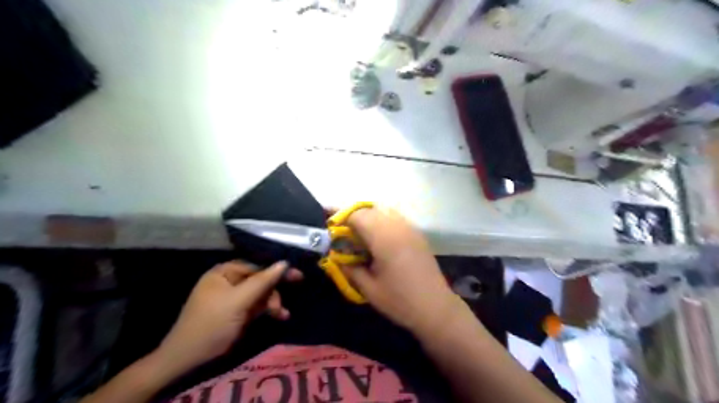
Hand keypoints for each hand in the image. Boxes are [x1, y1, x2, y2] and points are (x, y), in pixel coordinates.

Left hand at [157, 262, 299, 374]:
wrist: (190, 358)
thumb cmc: (212, 323)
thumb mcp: (239, 300)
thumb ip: (262, 281)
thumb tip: (284, 262)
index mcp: (225, 272)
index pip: (257, 266)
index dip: (276, 271)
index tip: (297, 276)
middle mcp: (229, 281)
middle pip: (260, 280)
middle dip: (273, 292)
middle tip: (285, 302)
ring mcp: (233, 297)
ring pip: (261, 294)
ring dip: (273, 303)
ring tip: (281, 314)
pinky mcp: (237, 311)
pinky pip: (257, 306)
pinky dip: (268, 310)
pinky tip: (280, 316)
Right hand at [338, 205, 460, 334]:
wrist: (436, 308)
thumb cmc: (400, 301)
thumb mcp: (369, 289)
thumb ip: (350, 269)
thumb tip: (337, 257)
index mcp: (384, 238)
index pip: (358, 215)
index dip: (342, 219)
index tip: (332, 230)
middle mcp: (397, 227)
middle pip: (370, 210)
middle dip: (354, 217)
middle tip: (344, 234)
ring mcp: (410, 228)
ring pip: (384, 211)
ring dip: (369, 218)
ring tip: (360, 235)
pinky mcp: (418, 234)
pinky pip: (396, 219)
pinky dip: (383, 222)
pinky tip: (379, 240)